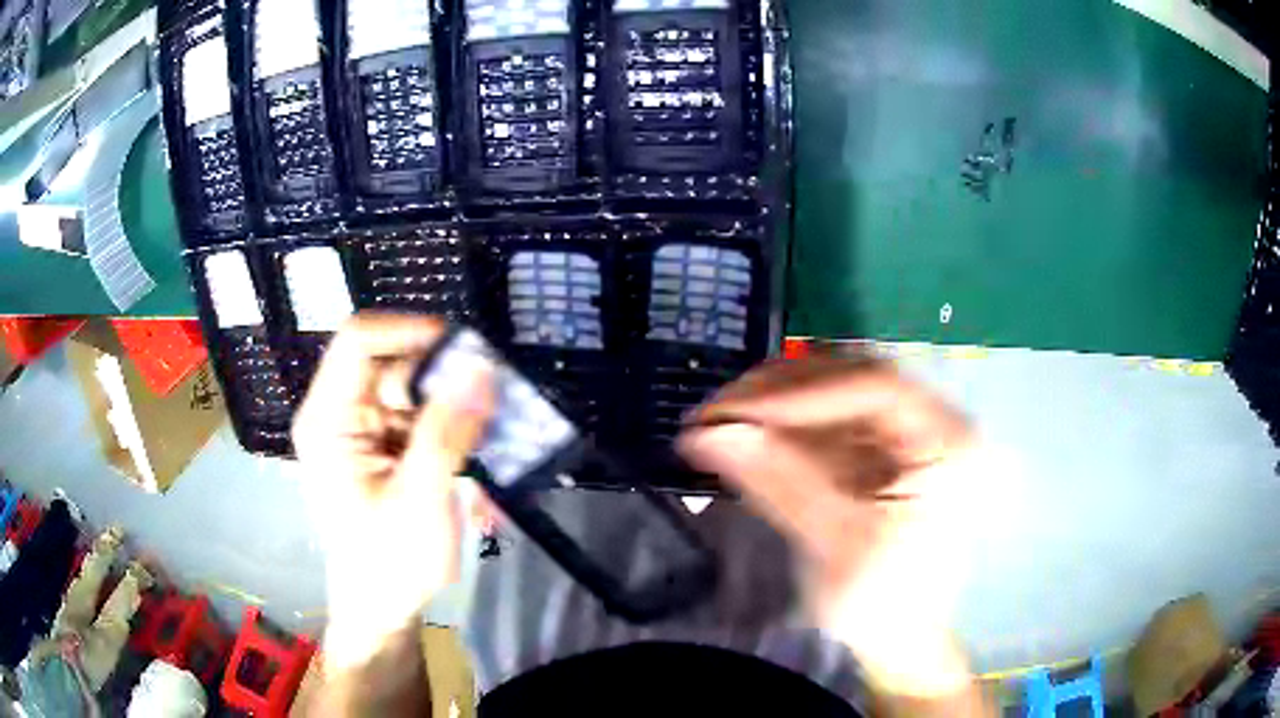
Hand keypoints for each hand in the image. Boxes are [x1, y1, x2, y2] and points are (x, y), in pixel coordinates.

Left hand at [293, 314, 492, 668]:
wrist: (380, 608)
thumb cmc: (389, 562)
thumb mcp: (421, 499)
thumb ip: (447, 432)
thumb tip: (480, 367)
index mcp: (329, 419)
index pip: (358, 341)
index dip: (409, 329)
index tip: (466, 351)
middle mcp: (341, 414)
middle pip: (394, 365)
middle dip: (445, 383)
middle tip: (493, 410)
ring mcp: (362, 430)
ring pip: (415, 392)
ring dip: (454, 415)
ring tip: (488, 451)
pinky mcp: (383, 448)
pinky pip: (422, 420)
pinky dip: (452, 435)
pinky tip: (472, 469)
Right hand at [679, 354, 980, 699]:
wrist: (899, 643)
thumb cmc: (885, 604)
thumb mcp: (838, 546)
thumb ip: (779, 483)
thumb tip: (708, 434)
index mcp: (947, 443)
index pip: (877, 386)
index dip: (805, 390)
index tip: (740, 412)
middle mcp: (928, 425)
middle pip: (851, 380)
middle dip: (780, 391)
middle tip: (717, 410)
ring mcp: (899, 437)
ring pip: (831, 396)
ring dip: (772, 405)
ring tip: (717, 421)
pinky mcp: (873, 455)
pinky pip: (821, 426)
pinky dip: (778, 429)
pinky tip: (740, 437)